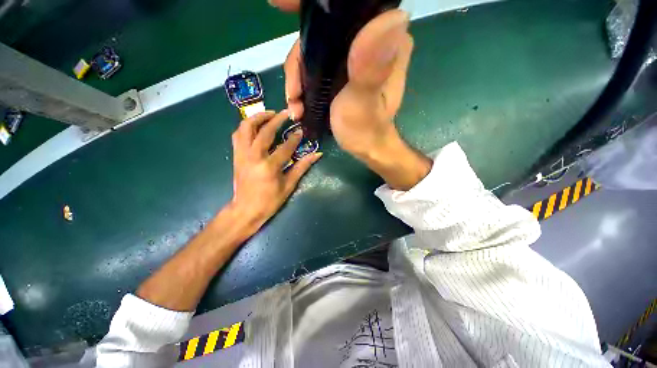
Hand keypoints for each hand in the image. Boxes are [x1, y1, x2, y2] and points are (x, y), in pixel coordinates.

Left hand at [230, 110, 321, 231]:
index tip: (301, 131)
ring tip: (269, 114)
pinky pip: (238, 135)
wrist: (246, 210)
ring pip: (245, 128)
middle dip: (276, 120)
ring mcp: (241, 155)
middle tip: (285, 113)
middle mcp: (253, 157)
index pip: (285, 147)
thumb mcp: (289, 185)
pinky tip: (255, 126)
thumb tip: (317, 154)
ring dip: (257, 118)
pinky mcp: (236, 156)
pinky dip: (246, 127)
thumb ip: (302, 167)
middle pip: (264, 132)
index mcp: (269, 167)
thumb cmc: (270, 201)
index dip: (294, 138)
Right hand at [271, 1, 430, 189]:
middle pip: (322, 30)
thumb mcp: (365, 101)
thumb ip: (370, 66)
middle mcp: (370, 40)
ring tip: (295, 105)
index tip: (281, 5)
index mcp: (384, 40)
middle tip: (292, 92)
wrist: (364, 146)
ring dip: (297, 78)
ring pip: (313, 49)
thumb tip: (394, 15)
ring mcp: (353, 55)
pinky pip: (313, 65)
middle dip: (299, 60)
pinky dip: (301, 84)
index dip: (314, 6)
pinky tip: (298, 104)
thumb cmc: (366, 128)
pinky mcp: (341, 70)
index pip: (347, 7)